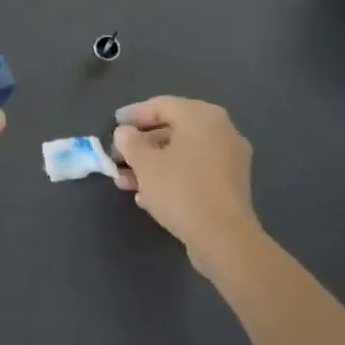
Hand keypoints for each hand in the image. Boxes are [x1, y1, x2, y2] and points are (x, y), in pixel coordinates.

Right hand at [112, 97, 261, 278]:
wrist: (224, 238)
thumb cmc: (180, 189)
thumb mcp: (144, 162)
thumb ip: (129, 141)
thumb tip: (126, 133)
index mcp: (201, 116)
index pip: (161, 105)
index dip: (133, 115)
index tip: (113, 125)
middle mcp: (220, 130)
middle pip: (172, 131)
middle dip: (141, 146)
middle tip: (118, 158)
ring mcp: (229, 159)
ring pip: (182, 154)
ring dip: (152, 166)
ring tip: (126, 183)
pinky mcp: (231, 185)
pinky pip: (195, 172)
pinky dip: (172, 178)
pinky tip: (148, 197)